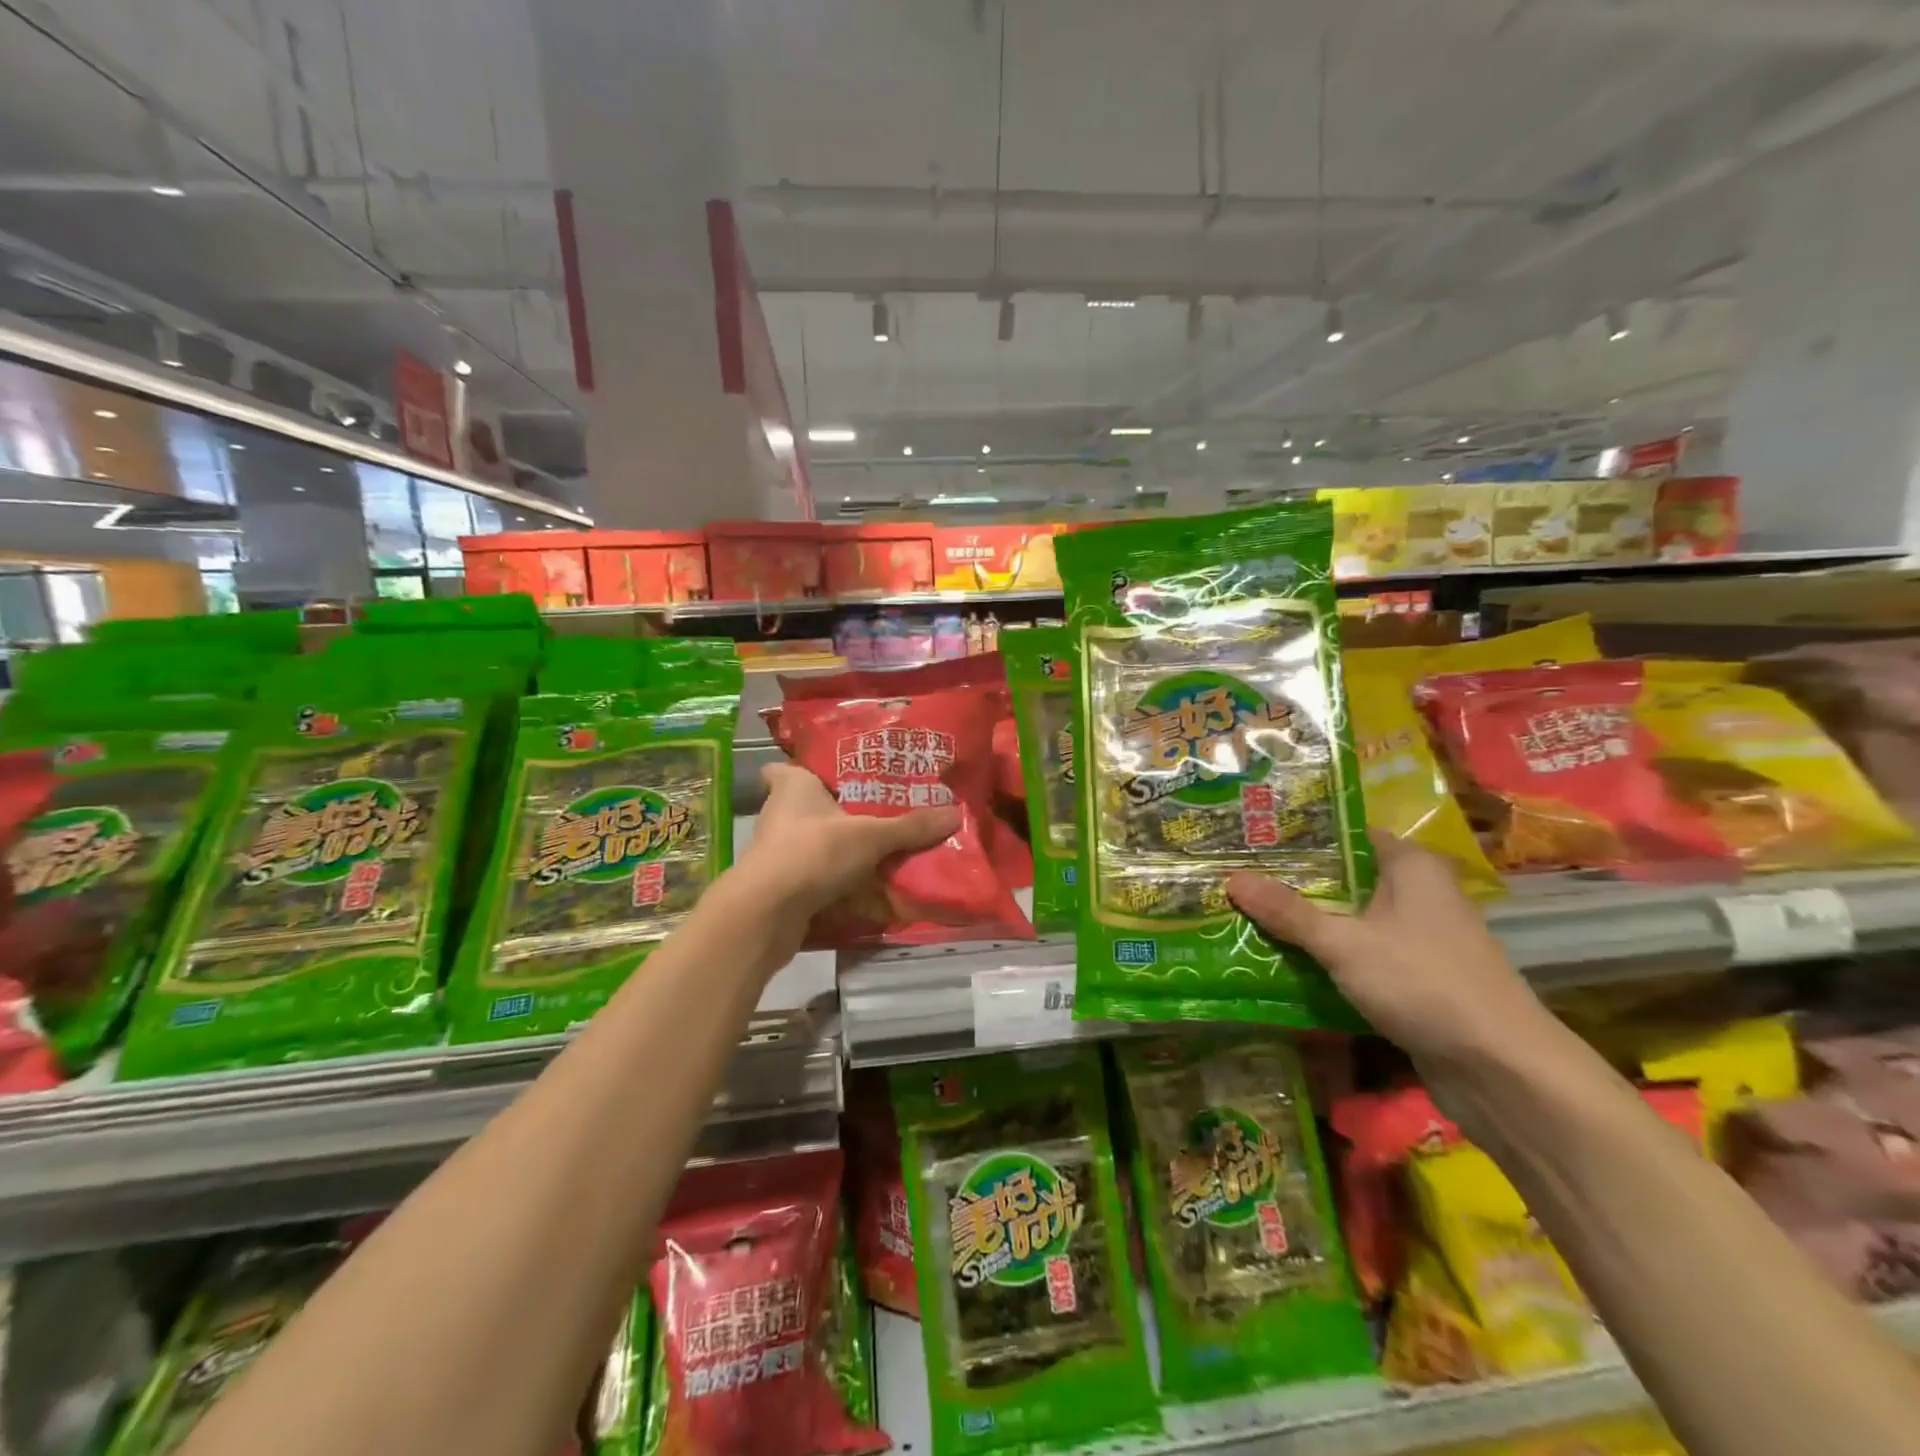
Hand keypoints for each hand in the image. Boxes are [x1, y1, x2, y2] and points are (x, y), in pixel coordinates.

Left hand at [731, 764, 961, 923]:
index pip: (786, 767)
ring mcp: (779, 853)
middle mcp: (781, 814)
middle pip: (814, 808)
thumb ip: (910, 827)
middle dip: (843, 816)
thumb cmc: (814, 851)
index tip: (837, 775)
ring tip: (886, 855)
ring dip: (845, 854)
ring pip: (818, 846)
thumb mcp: (871, 836)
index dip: (807, 770)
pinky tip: (872, 895)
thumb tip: (956, 813)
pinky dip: (842, 887)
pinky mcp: (783, 887)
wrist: (767, 913)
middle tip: (882, 816)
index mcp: (793, 786)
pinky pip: (819, 879)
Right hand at [1227, 831, 1553, 1069]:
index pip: (1345, 834)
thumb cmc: (1424, 984)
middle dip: (1292, 882)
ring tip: (1246, 914)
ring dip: (1306, 922)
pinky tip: (1284, 959)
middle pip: (1343, 877)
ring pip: (1350, 918)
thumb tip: (1230, 878)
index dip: (1298, 835)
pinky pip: (1360, 953)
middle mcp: (1418, 893)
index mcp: (1411, 866)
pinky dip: (1327, 955)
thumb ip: (1288, 912)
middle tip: (1235, 876)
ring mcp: (1419, 937)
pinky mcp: (1416, 976)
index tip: (1250, 838)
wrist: (1502, 1072)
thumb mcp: (1344, 944)